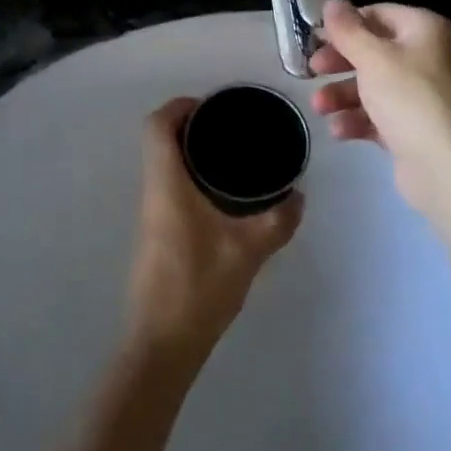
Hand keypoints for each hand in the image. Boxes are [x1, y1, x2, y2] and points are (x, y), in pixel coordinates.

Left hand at [126, 98, 302, 357]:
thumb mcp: (248, 251)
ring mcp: (151, 214)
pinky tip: (222, 195)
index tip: (213, 106)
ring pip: (163, 164)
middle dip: (191, 124)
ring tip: (231, 155)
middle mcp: (153, 191)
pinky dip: (190, 176)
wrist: (161, 344)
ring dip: (189, 151)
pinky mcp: (156, 233)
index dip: (180, 106)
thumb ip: (278, 221)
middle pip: (159, 139)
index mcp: (166, 183)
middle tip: (231, 127)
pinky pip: (168, 186)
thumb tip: (299, 196)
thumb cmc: (198, 287)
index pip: (157, 125)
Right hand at [310, 0, 450, 216]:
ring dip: (342, 95)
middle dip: (339, 63)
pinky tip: (339, 130)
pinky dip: (358, 120)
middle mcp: (426, 57)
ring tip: (319, 108)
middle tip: (311, 70)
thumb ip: (347, 30)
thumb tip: (331, 0)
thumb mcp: (373, 58)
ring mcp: (421, 95)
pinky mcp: (413, 128)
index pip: (377, 14)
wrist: (449, 168)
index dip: (344, 25)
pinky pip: (379, 116)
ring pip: (372, 86)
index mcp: (423, 30)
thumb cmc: (410, 100)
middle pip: (372, 51)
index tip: (314, 39)